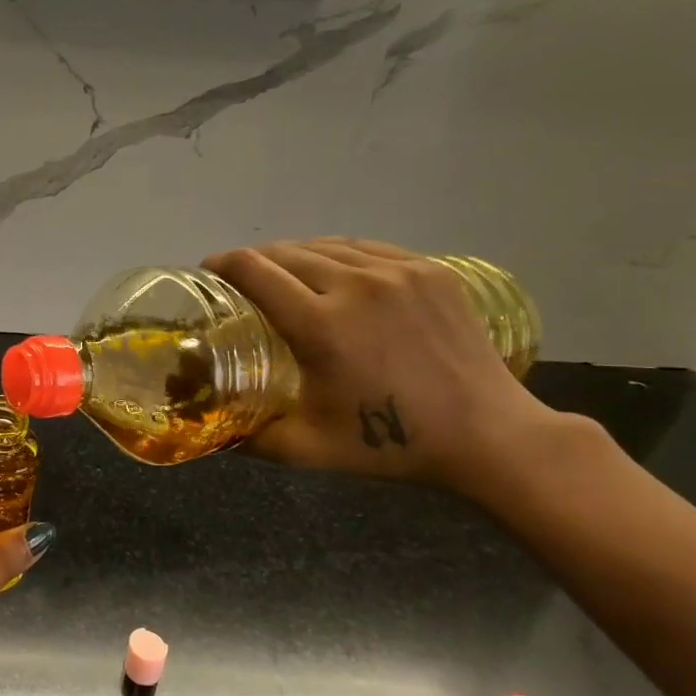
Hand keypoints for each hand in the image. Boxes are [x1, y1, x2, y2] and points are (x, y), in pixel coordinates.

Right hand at [203, 237, 566, 497]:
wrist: (488, 436)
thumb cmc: (391, 444)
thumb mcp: (307, 449)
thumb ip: (249, 438)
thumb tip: (210, 429)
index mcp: (321, 325)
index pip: (255, 271)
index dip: (222, 265)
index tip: (207, 273)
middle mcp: (356, 285)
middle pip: (285, 252)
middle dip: (253, 261)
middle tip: (240, 282)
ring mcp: (399, 272)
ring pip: (325, 245)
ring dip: (293, 255)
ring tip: (282, 274)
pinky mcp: (430, 270)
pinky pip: (366, 248)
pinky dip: (336, 255)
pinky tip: (332, 271)